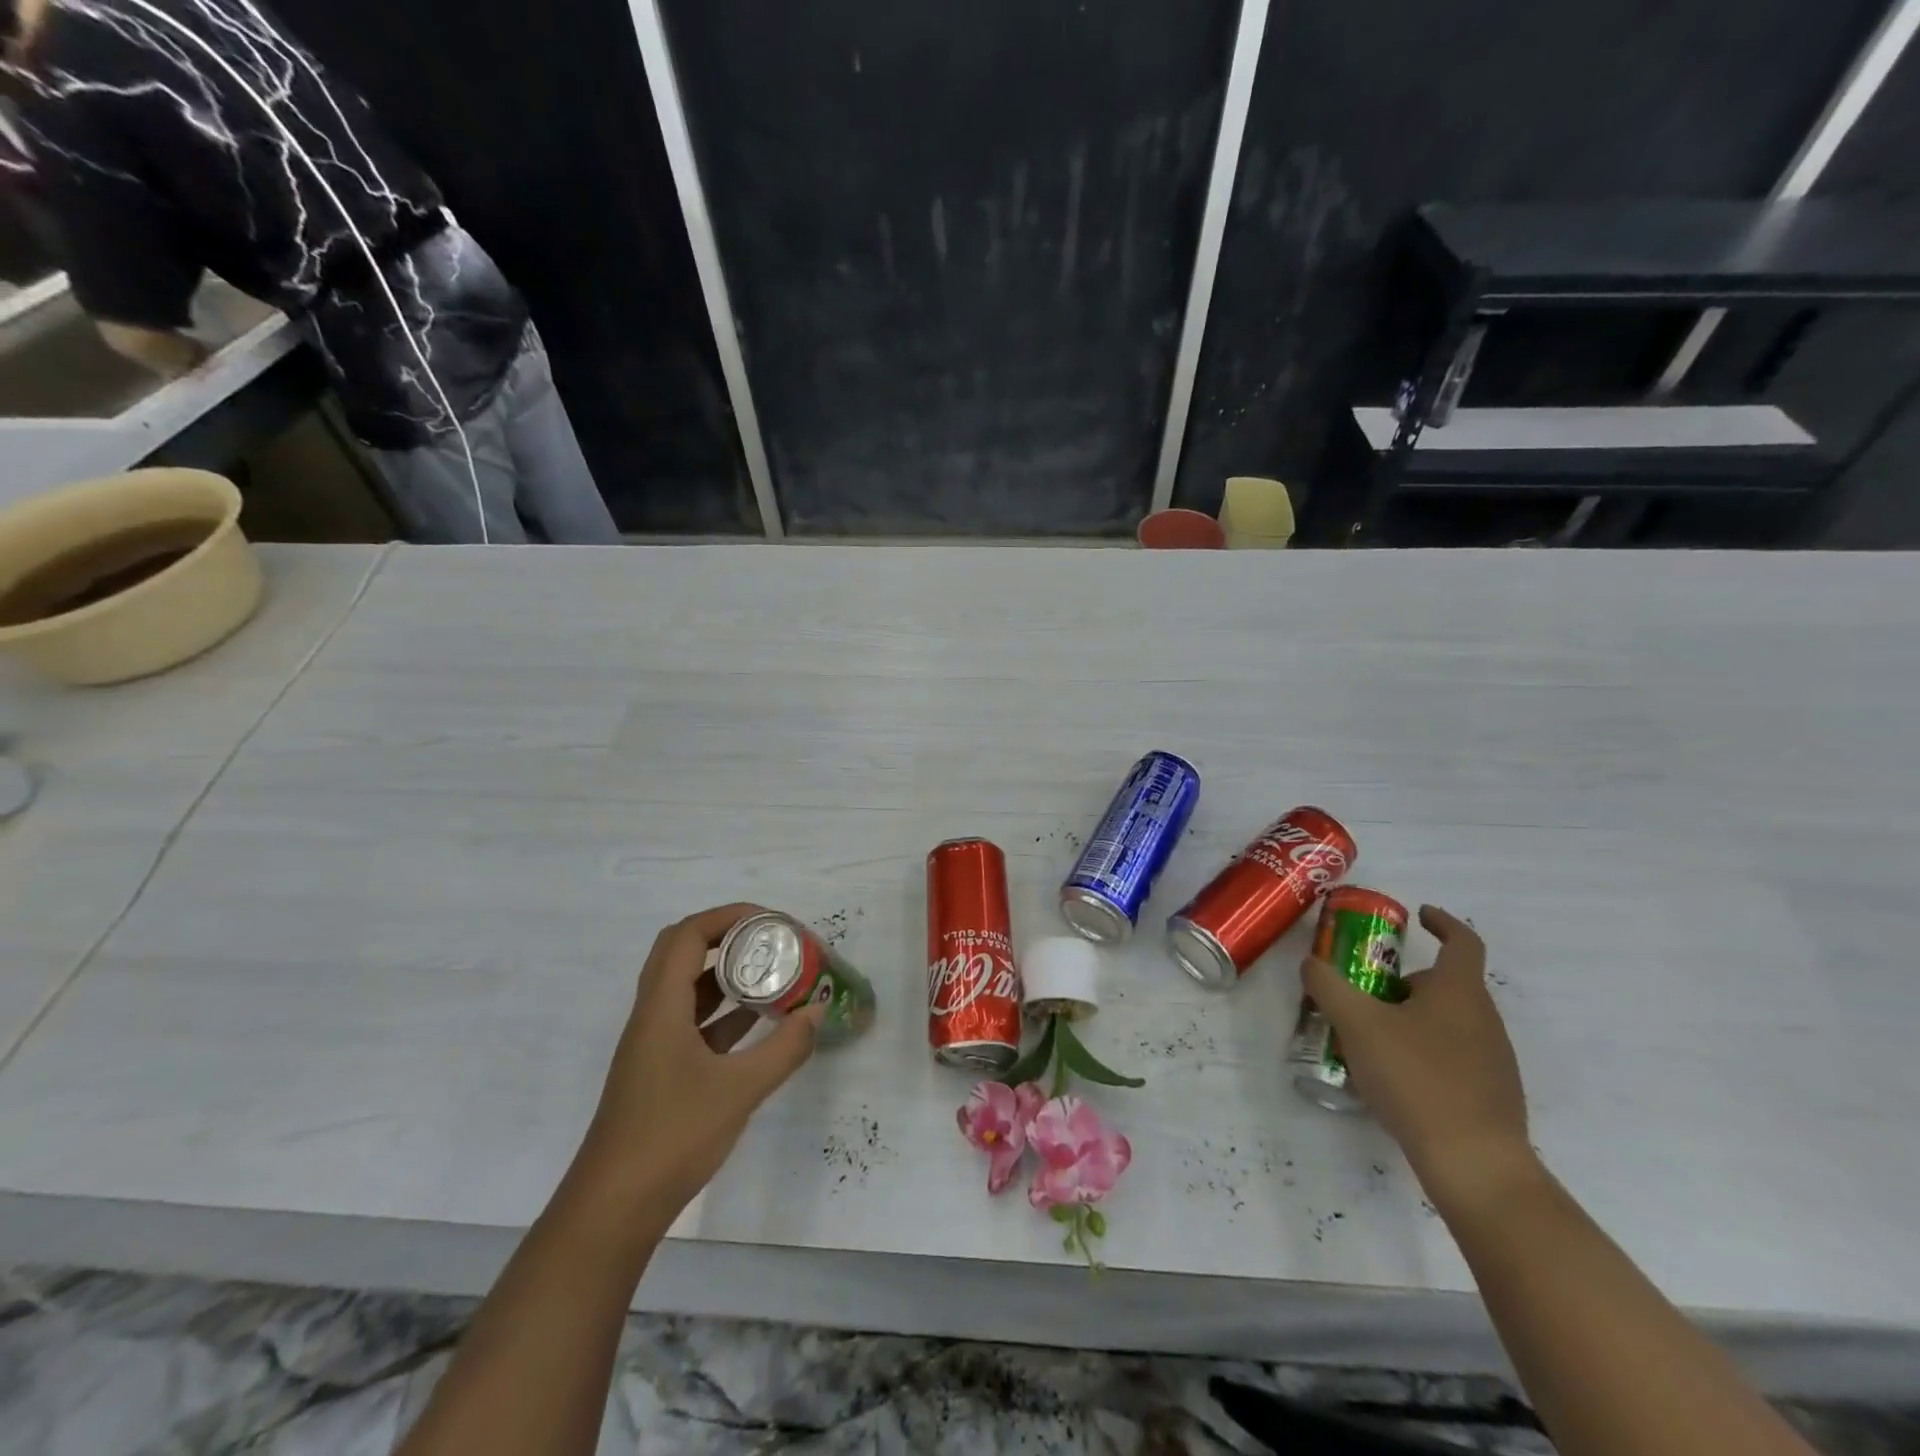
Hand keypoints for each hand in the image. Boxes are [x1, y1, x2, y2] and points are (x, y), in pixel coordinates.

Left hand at [580, 903, 822, 1218]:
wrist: (614, 1210)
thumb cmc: (672, 1138)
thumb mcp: (740, 1090)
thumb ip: (785, 1048)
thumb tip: (818, 1011)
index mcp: (661, 1008)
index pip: (688, 936)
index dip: (728, 916)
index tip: (770, 921)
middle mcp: (652, 1016)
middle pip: (682, 953)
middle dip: (727, 937)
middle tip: (770, 940)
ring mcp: (654, 1046)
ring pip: (688, 989)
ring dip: (726, 975)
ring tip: (771, 974)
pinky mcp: (661, 1071)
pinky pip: (694, 1022)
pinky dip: (725, 1012)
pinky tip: (759, 1023)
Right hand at [1300, 905, 1532, 1204]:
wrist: (1474, 1164)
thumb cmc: (1417, 1078)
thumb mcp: (1357, 1024)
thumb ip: (1328, 986)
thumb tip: (1311, 963)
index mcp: (1460, 992)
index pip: (1462, 942)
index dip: (1442, 923)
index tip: (1419, 915)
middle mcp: (1484, 1019)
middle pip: (1446, 985)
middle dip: (1404, 982)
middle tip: (1365, 993)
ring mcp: (1493, 1060)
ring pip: (1448, 1022)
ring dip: (1411, 1018)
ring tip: (1370, 1039)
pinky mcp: (1491, 1095)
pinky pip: (1453, 1056)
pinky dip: (1423, 1052)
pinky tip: (1394, 1078)